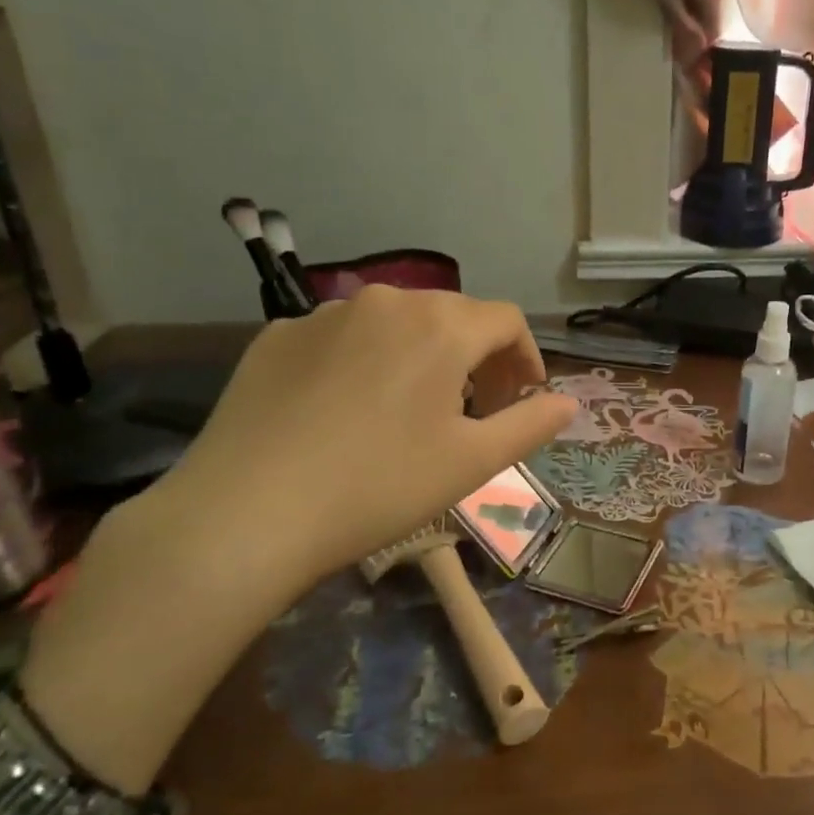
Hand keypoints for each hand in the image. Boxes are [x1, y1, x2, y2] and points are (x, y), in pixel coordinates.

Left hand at [21, 289, 577, 789]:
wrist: (246, 513)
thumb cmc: (380, 486)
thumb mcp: (472, 463)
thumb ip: (530, 425)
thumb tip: (567, 403)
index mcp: (441, 325)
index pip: (506, 320)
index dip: (526, 358)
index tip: (523, 399)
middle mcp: (386, 301)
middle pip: (452, 315)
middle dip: (477, 357)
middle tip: (476, 410)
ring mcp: (324, 315)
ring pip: (395, 323)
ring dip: (422, 356)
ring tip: (412, 411)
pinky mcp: (276, 336)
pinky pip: (342, 338)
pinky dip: (365, 362)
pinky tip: (348, 412)